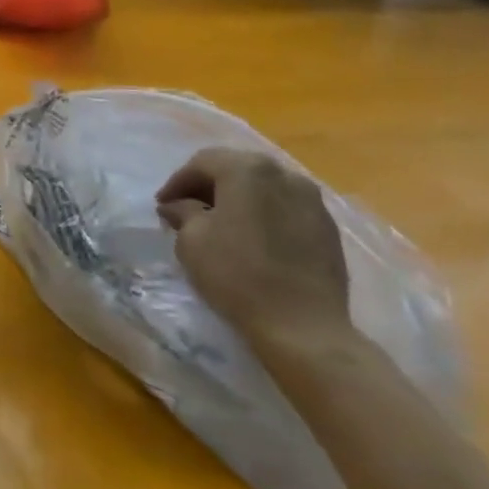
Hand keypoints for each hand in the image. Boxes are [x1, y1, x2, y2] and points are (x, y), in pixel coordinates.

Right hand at [155, 148, 350, 357]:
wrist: (302, 325)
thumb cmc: (237, 275)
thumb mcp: (192, 241)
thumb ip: (183, 212)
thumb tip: (177, 206)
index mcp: (247, 169)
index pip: (202, 163)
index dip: (177, 182)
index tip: (162, 206)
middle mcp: (283, 173)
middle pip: (236, 169)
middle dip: (208, 186)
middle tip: (186, 209)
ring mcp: (311, 199)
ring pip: (263, 187)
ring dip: (237, 198)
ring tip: (220, 223)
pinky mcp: (327, 226)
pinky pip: (285, 207)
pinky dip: (263, 213)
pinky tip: (252, 237)